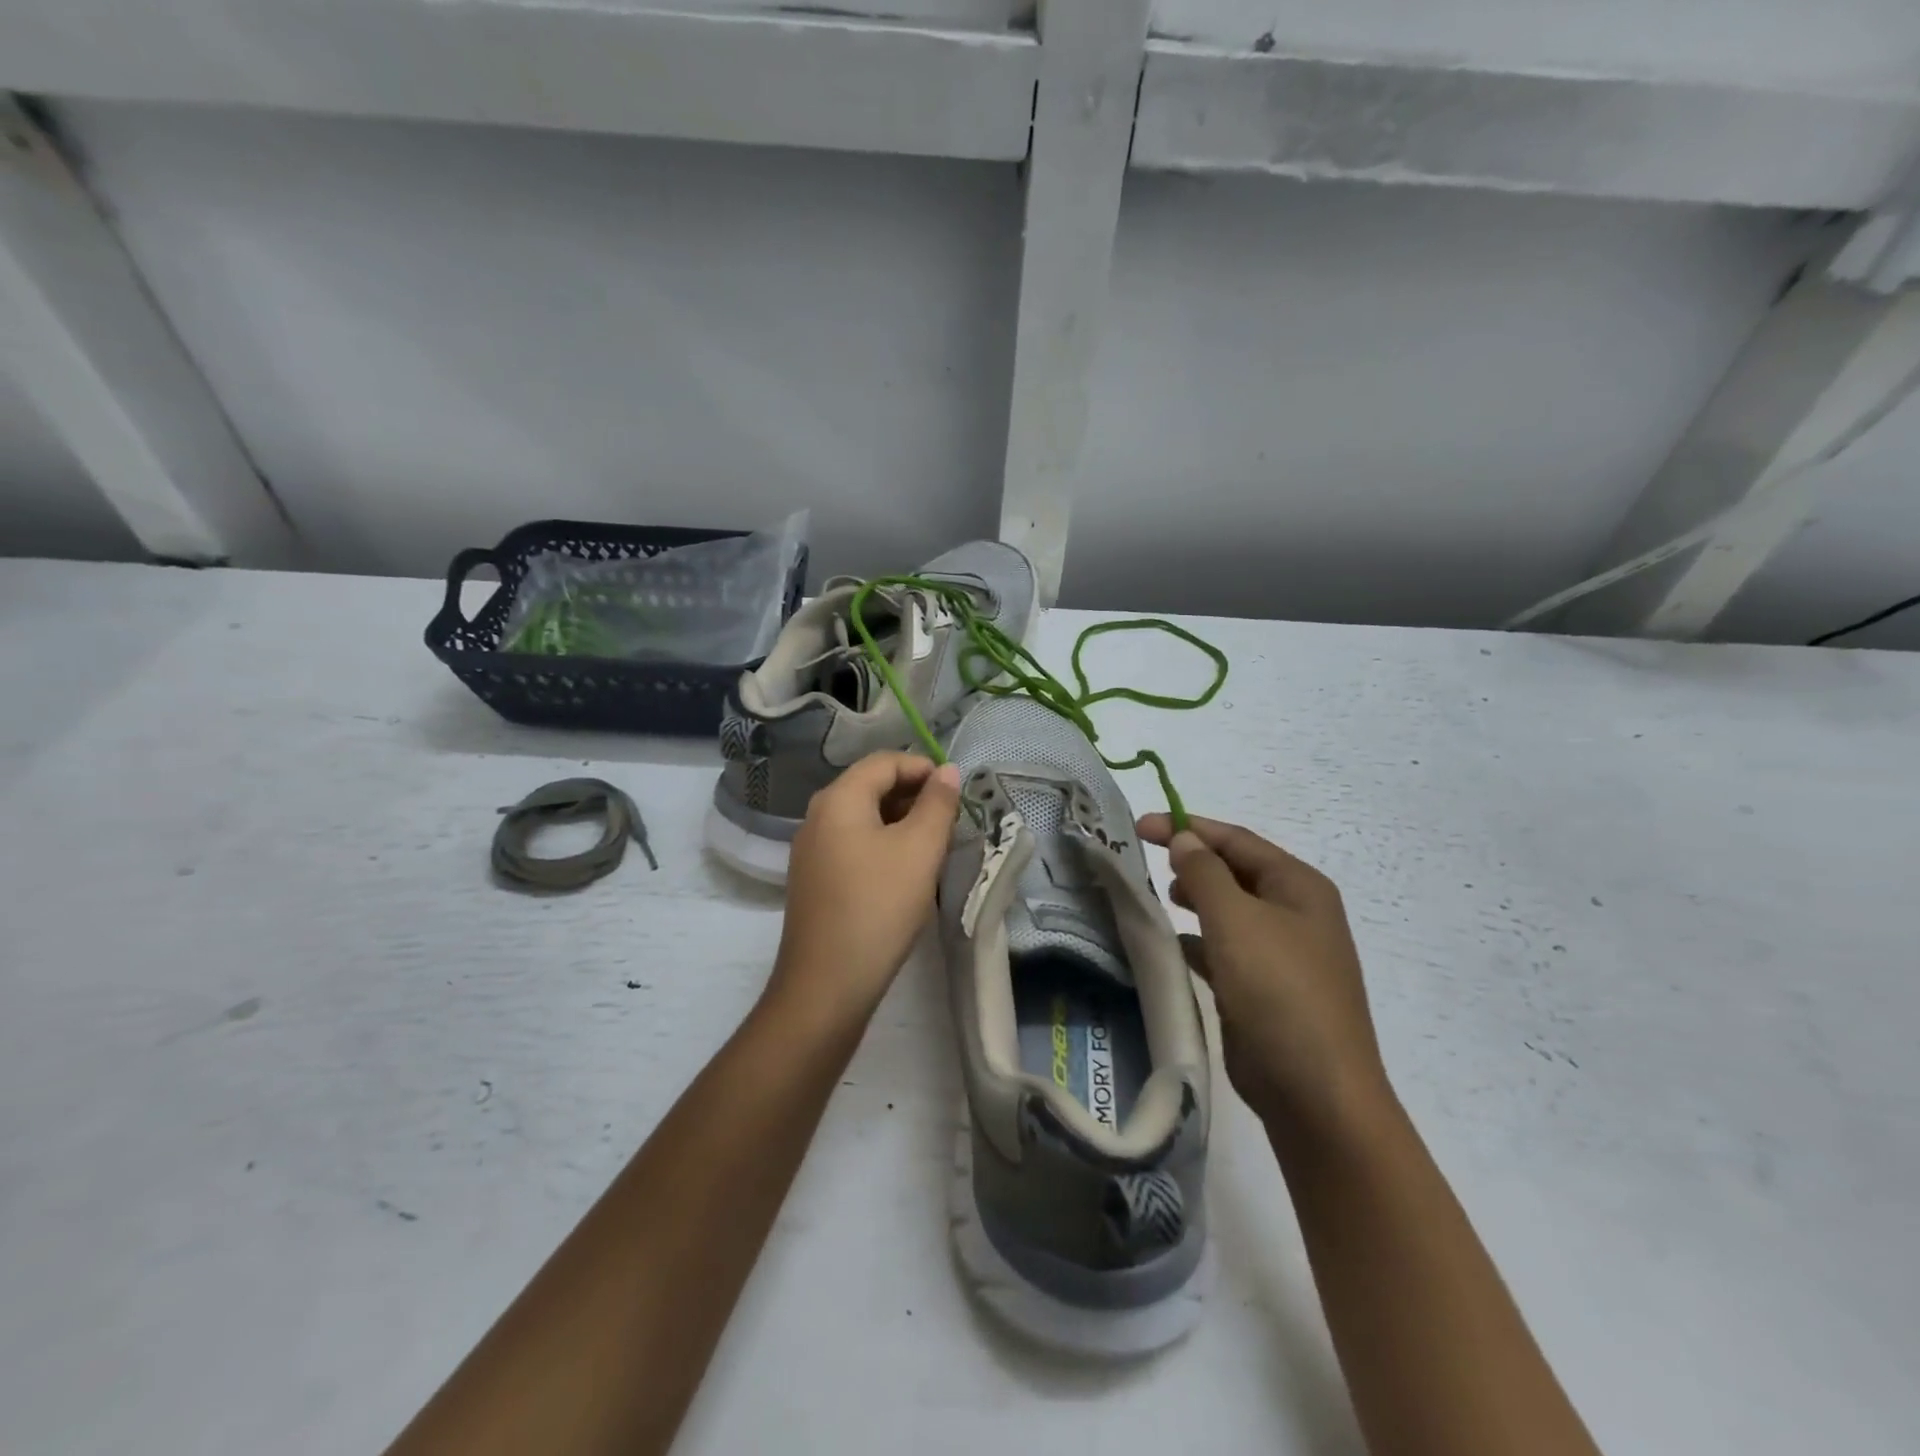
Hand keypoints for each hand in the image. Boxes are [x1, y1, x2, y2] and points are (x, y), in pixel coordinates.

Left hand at [770, 753, 961, 1023]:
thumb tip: (947, 771)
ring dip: (900, 821)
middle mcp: (817, 816)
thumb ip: (937, 804)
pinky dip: (881, 844)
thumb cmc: (879, 906)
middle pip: (870, 786)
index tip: (956, 792)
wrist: (827, 984)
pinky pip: (852, 844)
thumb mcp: (919, 850)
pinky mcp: (814, 880)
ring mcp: (810, 850)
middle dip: (913, 795)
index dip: (923, 768)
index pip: (884, 761)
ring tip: (933, 844)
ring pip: (862, 818)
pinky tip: (904, 871)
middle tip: (949, 820)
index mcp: (838, 799)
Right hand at [1137, 814, 1392, 1145]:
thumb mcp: (1235, 920)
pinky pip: (1225, 949)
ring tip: (1156, 899)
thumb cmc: (1278, 991)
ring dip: (1193, 900)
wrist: (1316, 1093)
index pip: (1236, 840)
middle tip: (1143, 862)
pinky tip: (1171, 947)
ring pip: (1228, 911)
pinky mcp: (1265, 989)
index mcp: (1298, 886)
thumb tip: (1185, 839)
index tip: (1138, 825)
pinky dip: (1197, 941)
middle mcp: (1294, 913)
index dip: (1187, 827)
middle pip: (1234, 872)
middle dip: (1190, 862)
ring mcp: (1282, 954)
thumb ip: (1204, 873)